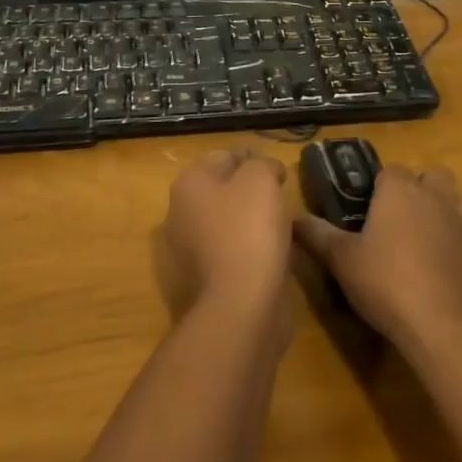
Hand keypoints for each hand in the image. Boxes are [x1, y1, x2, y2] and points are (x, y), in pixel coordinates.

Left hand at [162, 147, 293, 320]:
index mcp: (189, 184)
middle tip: (280, 195)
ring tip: (281, 224)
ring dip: (250, 219)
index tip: (278, 170)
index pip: (224, 156)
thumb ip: (263, 164)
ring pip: (227, 221)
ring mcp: (189, 249)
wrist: (240, 305)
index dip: (253, 158)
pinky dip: (249, 247)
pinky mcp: (204, 278)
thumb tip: (266, 170)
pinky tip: (272, 252)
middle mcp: (180, 213)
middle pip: (222, 189)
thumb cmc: (248, 230)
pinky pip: (231, 250)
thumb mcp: (261, 179)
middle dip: (250, 189)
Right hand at [294, 165, 461, 350]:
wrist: (445, 326)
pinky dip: (451, 236)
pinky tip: (434, 262)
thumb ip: (317, 235)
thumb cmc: (388, 282)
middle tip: (392, 219)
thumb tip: (292, 218)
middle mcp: (432, 195)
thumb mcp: (342, 260)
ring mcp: (459, 220)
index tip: (362, 210)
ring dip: (438, 207)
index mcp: (399, 189)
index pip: (389, 170)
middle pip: (428, 176)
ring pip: (451, 198)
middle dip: (415, 189)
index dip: (376, 187)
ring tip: (416, 236)